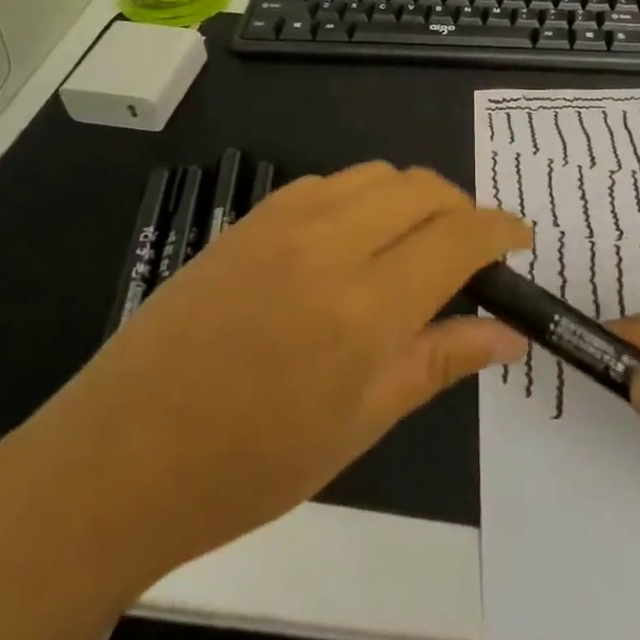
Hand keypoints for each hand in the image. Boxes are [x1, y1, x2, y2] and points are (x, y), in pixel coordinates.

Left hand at [18, 164, 527, 587]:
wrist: (119, 457)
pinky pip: (329, 184)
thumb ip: (439, 360)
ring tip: (414, 249)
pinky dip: (363, 199)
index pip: (460, 235)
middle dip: (462, 210)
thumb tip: (508, 334)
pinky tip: (352, 245)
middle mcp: (329, 242)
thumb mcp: (361, 423)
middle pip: (423, 187)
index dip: (501, 230)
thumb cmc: (250, 464)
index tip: (520, 242)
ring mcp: (283, 222)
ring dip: (413, 199)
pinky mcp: (250, 219)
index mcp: (365, 304)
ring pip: (377, 175)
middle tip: (470, 256)